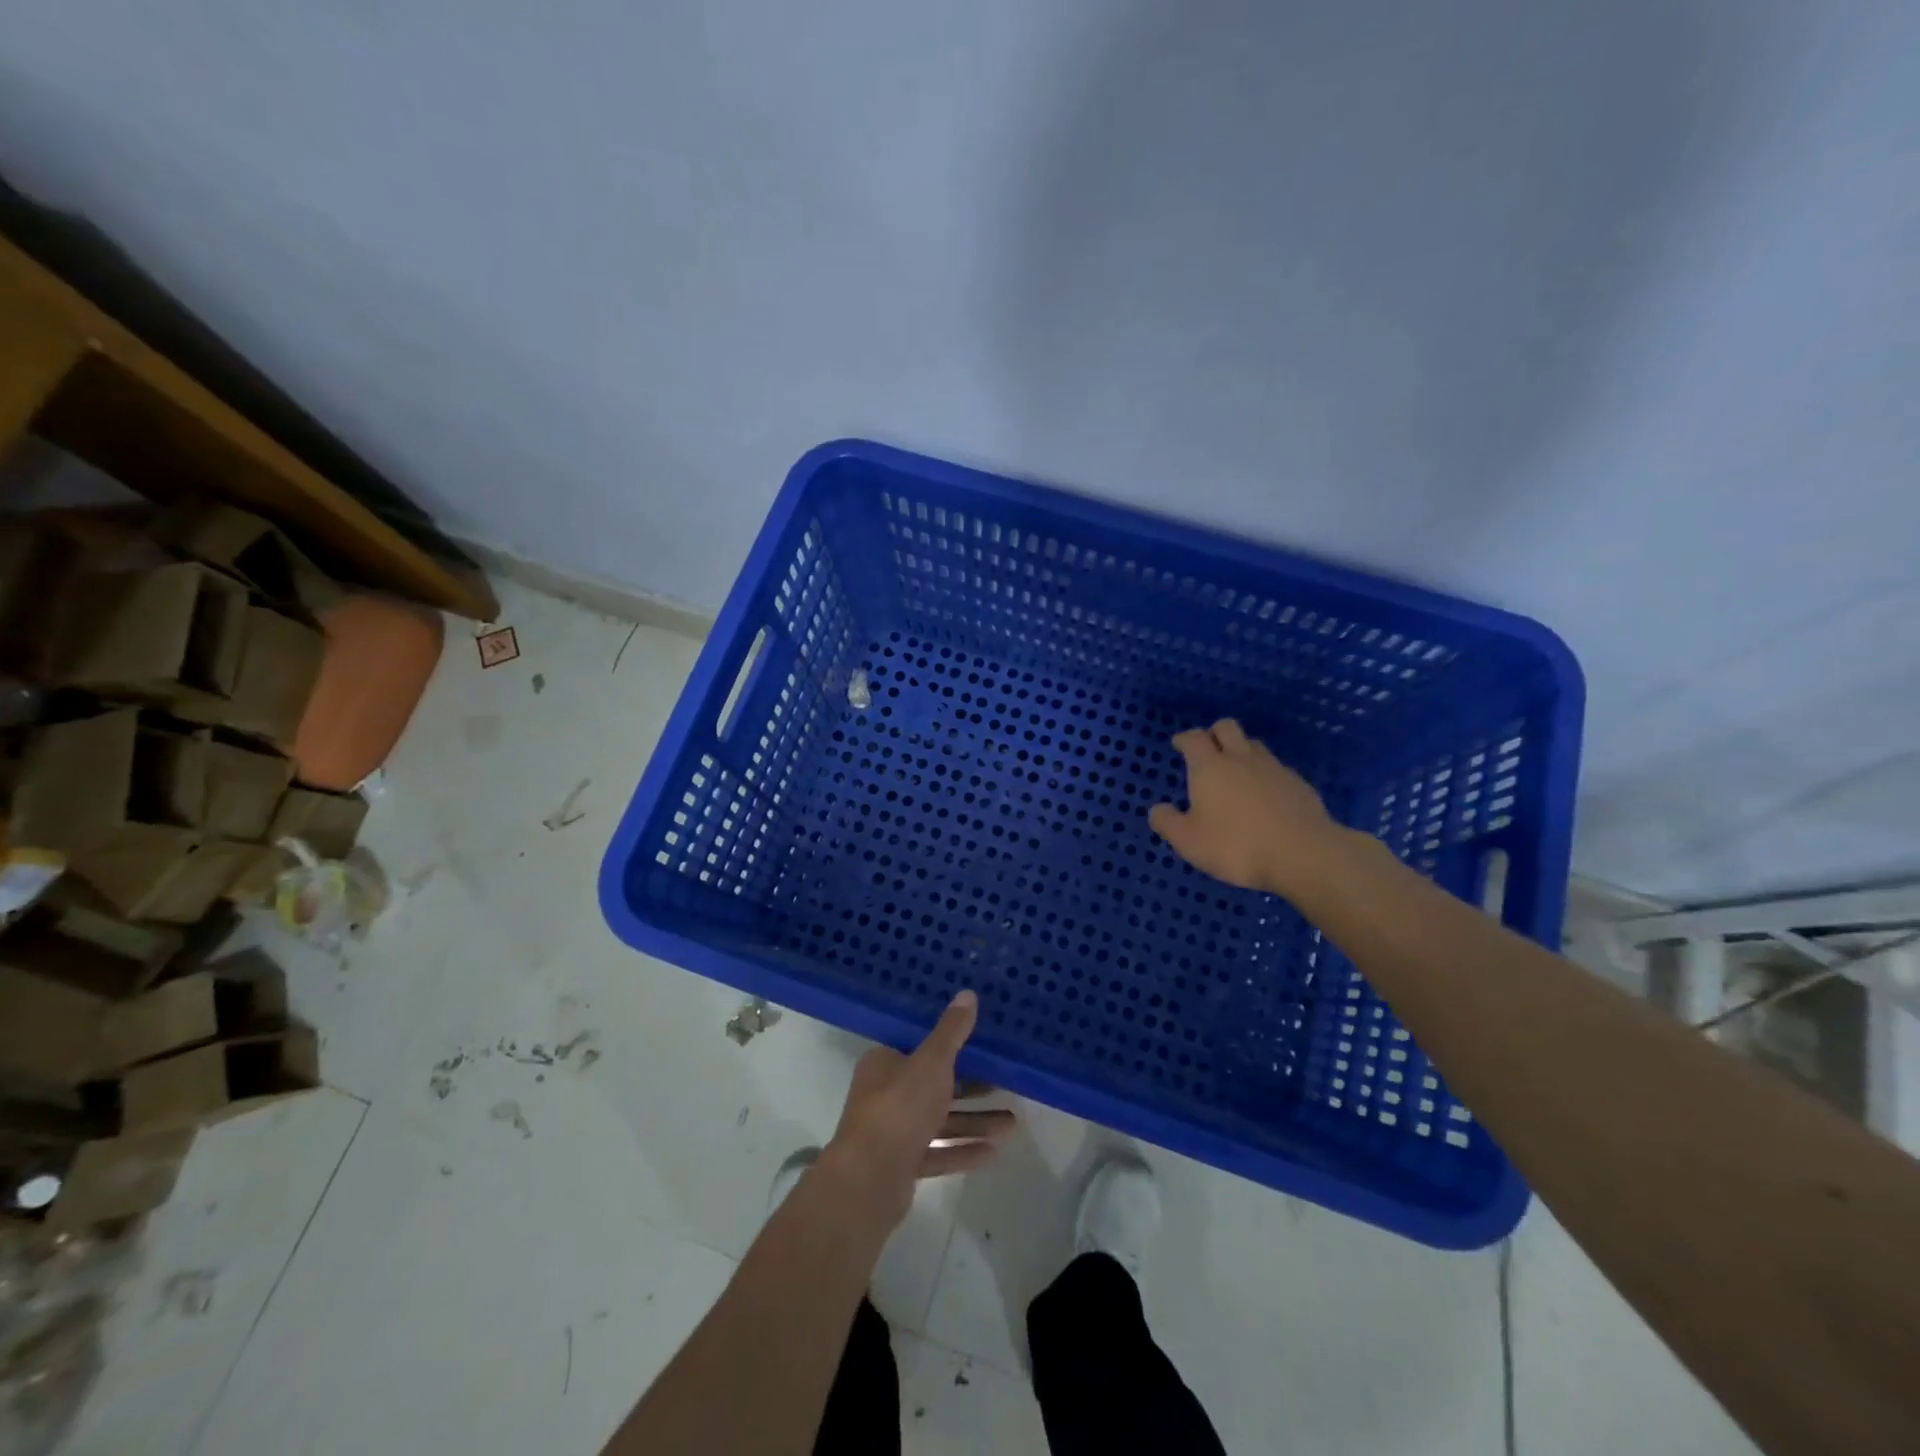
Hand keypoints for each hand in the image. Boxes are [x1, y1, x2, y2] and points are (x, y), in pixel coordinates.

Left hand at [821, 990, 1015, 1229]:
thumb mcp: (932, 1062)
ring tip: (1012, 1125)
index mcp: (885, 1063)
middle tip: (1005, 1085)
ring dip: (974, 1122)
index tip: (982, 1044)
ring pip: (939, 1121)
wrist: (868, 1182)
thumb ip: (952, 1031)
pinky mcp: (901, 1165)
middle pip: (934, 1085)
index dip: (950, 1044)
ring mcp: (892, 1132)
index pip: (920, 1047)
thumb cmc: (899, 1108)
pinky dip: (962, 1151)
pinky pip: (938, 1153)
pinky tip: (993, 1153)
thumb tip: (968, 993)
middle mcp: (885, 1094)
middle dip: (971, 1088)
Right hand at [1149, 718, 1343, 897]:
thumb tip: (1157, 810)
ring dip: (1241, 750)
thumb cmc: (1236, 846)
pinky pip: (1276, 768)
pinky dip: (1264, 774)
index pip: (1194, 738)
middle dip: (1214, 733)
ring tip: (1235, 771)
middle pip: (1227, 728)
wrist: (1303, 854)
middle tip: (1207, 749)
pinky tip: (1264, 795)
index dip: (1185, 738)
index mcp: (1210, 767)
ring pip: (1254, 745)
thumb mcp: (1189, 841)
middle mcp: (1241, 759)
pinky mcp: (1298, 784)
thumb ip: (1168, 823)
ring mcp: (1273, 768)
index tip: (1179, 744)